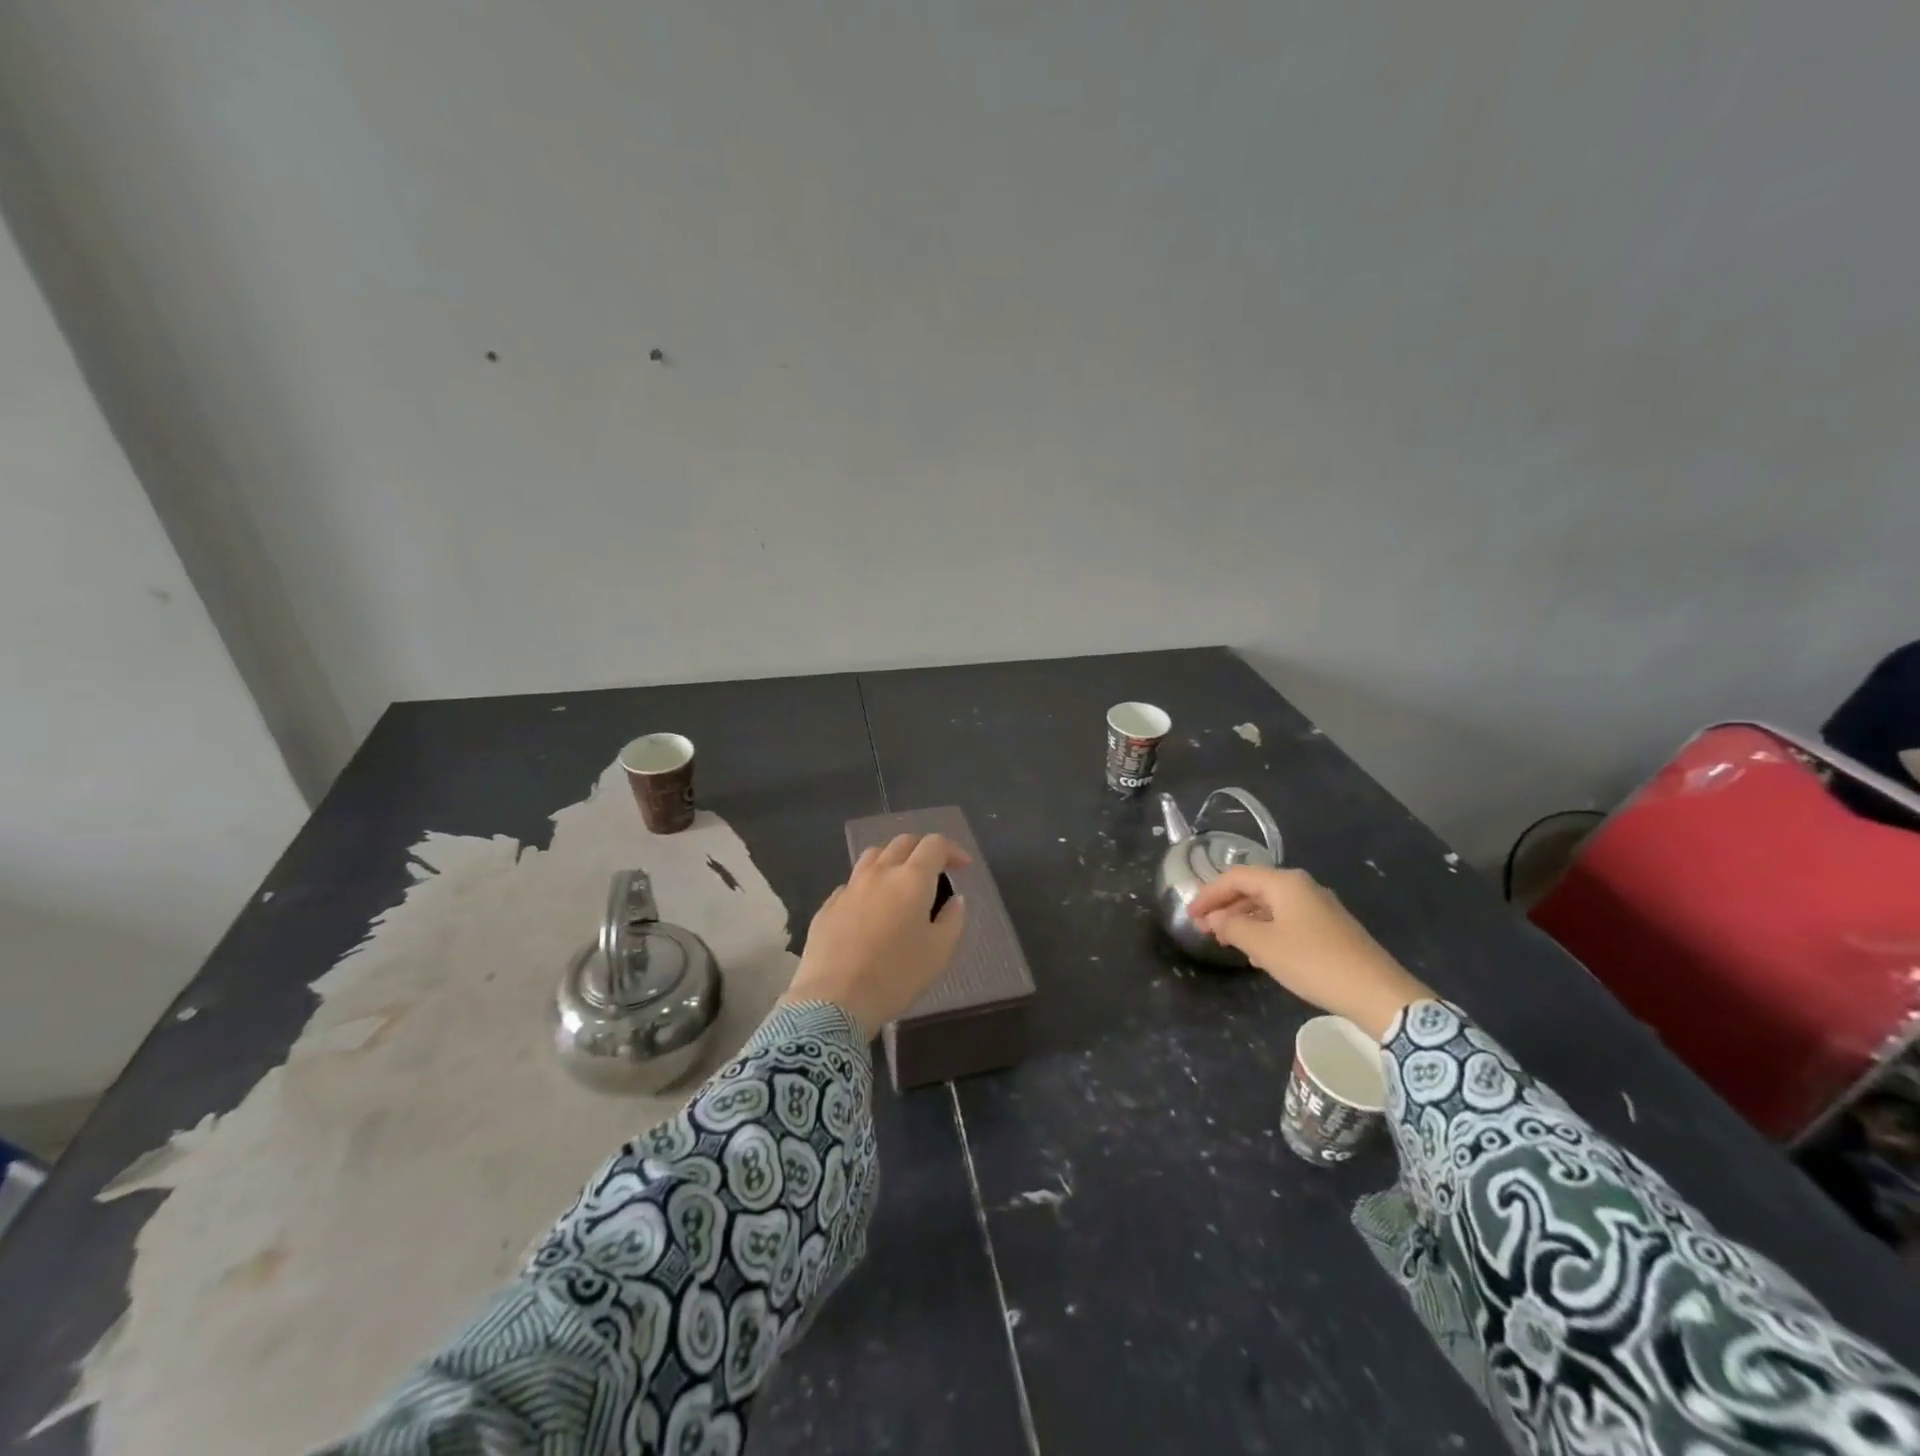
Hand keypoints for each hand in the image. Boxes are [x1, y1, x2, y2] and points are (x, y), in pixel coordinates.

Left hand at [783, 834, 970, 1038]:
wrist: (834, 1000)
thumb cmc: (895, 976)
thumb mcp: (939, 952)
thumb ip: (952, 919)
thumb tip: (954, 899)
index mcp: (911, 879)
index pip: (934, 844)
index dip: (952, 850)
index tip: (962, 867)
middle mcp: (879, 873)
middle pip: (903, 843)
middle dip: (923, 850)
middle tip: (934, 871)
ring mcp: (849, 888)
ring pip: (873, 856)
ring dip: (893, 860)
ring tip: (901, 882)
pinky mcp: (828, 906)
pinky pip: (852, 883)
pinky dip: (868, 886)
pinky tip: (871, 909)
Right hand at [1188, 866, 1431, 1038]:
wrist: (1377, 993)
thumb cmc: (1313, 962)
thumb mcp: (1263, 945)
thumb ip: (1233, 926)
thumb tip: (1217, 918)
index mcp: (1285, 883)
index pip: (1236, 877)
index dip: (1209, 894)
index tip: (1190, 915)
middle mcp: (1303, 887)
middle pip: (1254, 889)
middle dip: (1226, 907)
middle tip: (1206, 929)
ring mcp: (1320, 908)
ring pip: (1271, 907)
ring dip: (1246, 921)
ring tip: (1228, 943)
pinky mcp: (1331, 929)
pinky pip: (1288, 921)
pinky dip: (1267, 931)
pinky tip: (1261, 955)